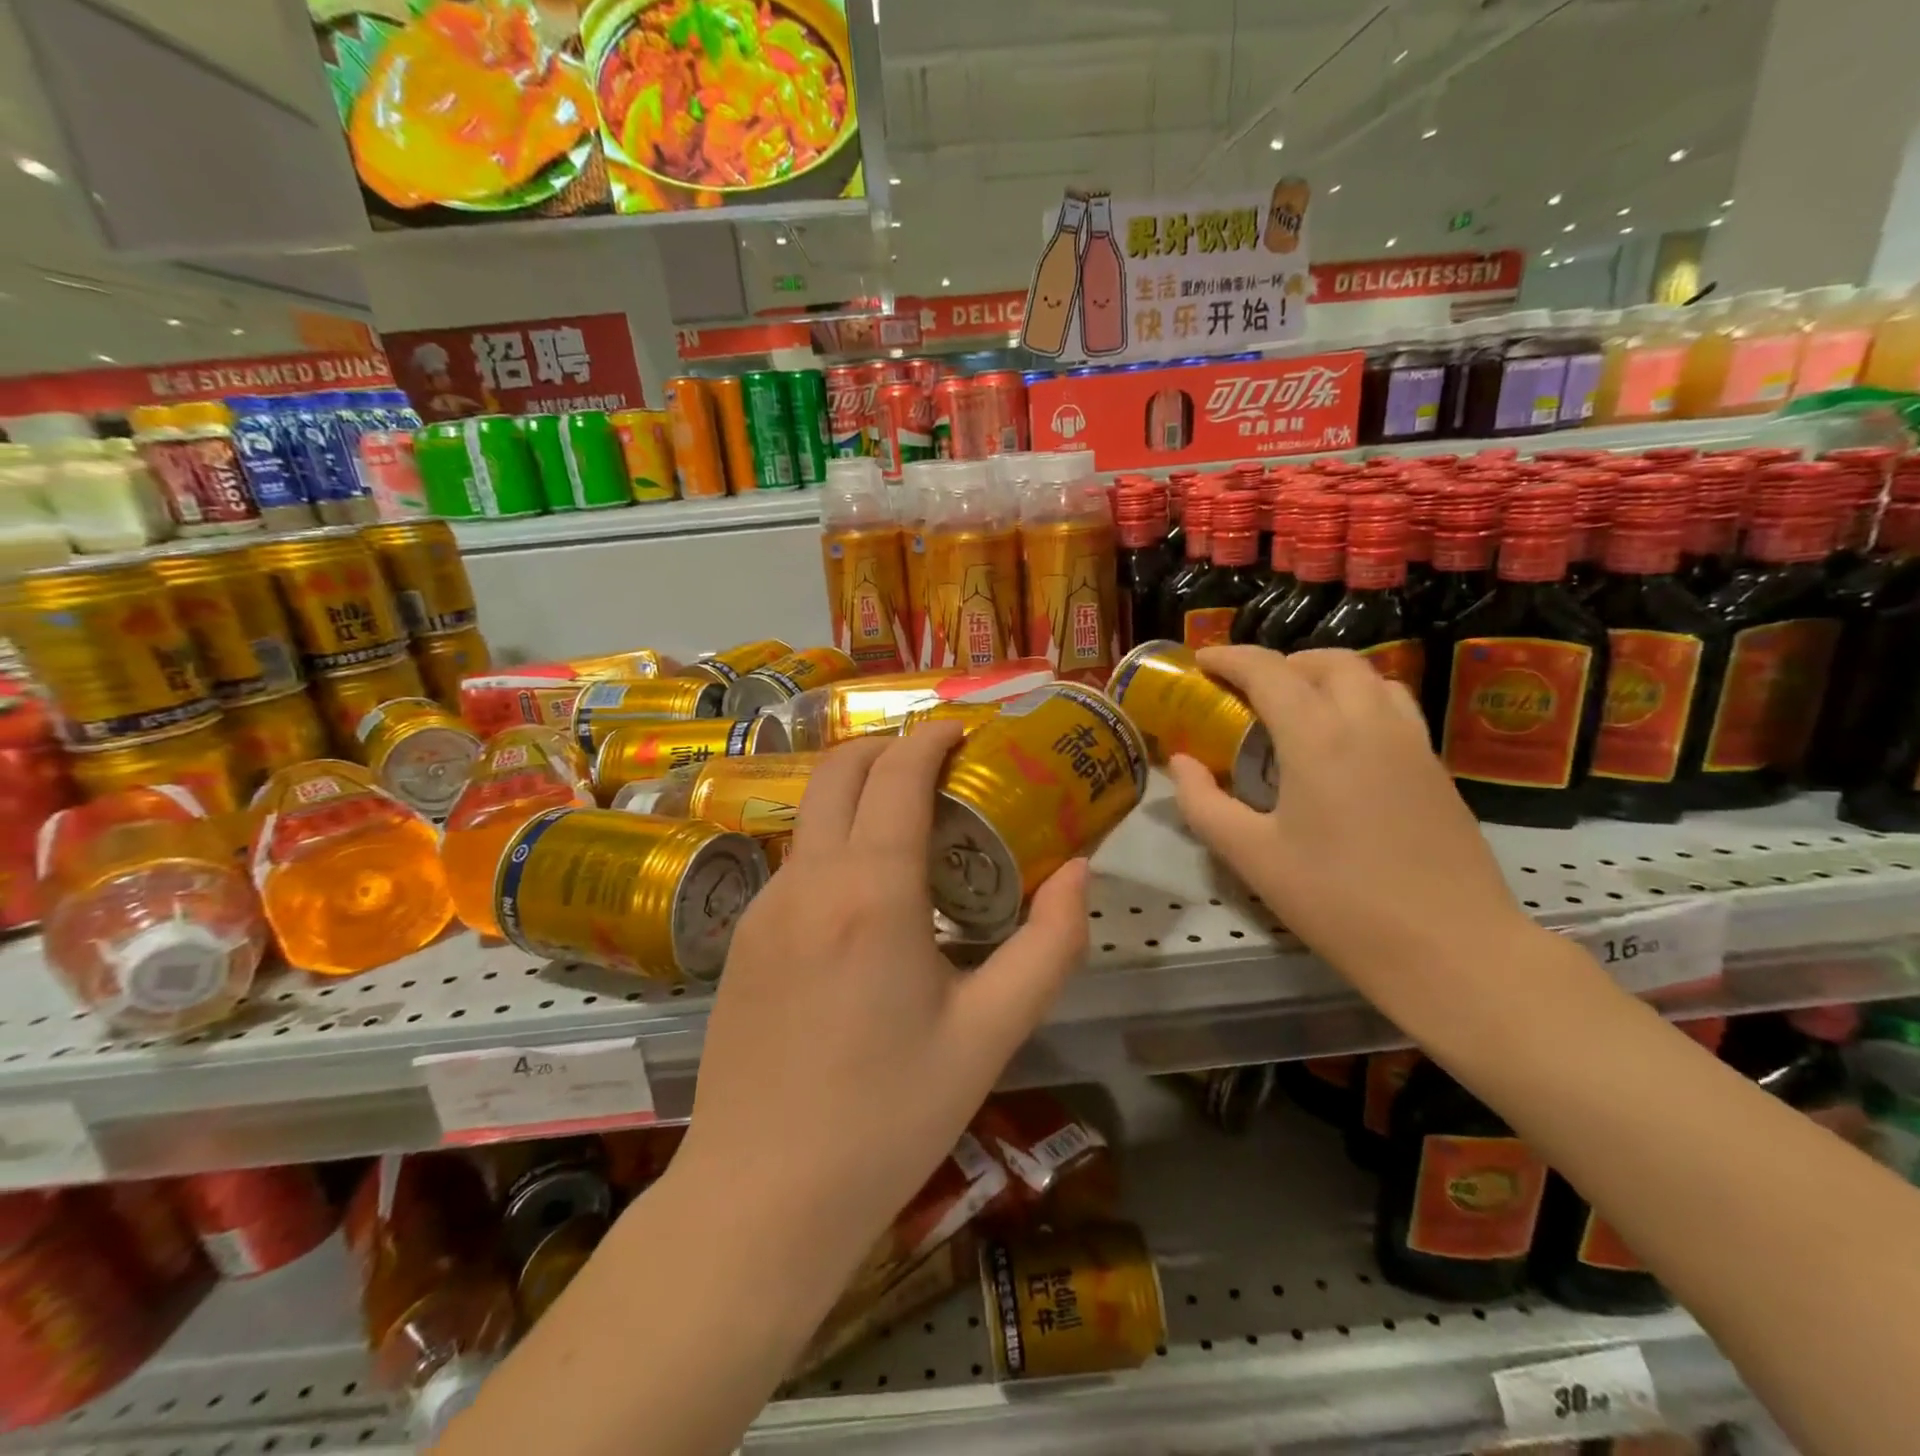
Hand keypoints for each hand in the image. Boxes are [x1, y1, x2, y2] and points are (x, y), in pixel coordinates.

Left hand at [678, 722, 1089, 1278]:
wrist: (760, 1198)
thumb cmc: (888, 1117)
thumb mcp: (991, 1034)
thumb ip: (1050, 944)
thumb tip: (1077, 871)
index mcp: (870, 892)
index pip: (898, 775)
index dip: (931, 739)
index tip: (963, 731)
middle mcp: (807, 880)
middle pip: (839, 770)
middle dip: (887, 747)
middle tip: (938, 764)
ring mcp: (762, 906)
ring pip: (811, 814)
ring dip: (858, 794)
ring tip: (911, 828)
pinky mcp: (739, 938)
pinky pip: (794, 862)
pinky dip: (834, 844)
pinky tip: (866, 898)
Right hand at [1168, 646, 1535, 998]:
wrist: (1452, 949)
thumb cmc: (1338, 902)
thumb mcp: (1252, 857)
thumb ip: (1203, 802)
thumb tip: (1180, 763)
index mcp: (1318, 738)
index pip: (1269, 671)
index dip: (1230, 658)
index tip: (1201, 661)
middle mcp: (1369, 723)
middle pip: (1326, 661)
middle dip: (1281, 663)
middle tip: (1248, 691)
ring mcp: (1412, 742)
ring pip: (1369, 677)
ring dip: (1326, 676)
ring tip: (1296, 709)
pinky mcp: (1436, 767)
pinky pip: (1394, 707)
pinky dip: (1358, 700)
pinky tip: (1341, 745)